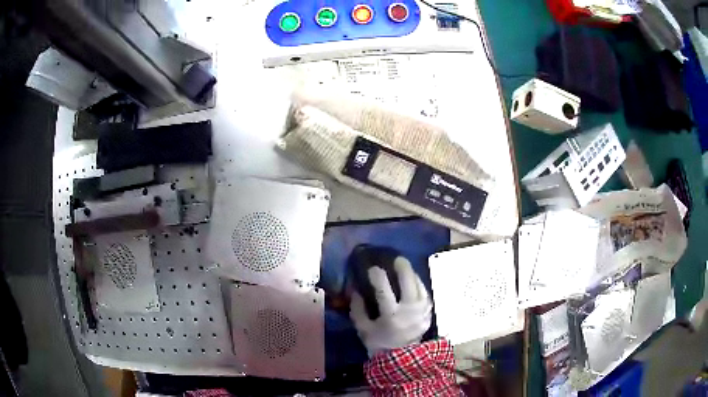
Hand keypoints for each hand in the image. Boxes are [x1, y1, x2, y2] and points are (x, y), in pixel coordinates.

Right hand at [350, 257, 432, 356]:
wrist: (401, 358)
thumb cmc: (379, 342)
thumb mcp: (363, 328)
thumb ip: (357, 309)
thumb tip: (356, 290)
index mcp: (391, 316)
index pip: (384, 292)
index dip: (378, 277)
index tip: (373, 268)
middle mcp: (409, 312)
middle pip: (408, 284)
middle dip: (403, 269)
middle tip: (397, 259)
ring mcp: (422, 312)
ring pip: (420, 287)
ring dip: (412, 274)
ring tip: (405, 266)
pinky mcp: (428, 314)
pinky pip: (425, 294)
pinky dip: (419, 284)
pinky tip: (414, 279)